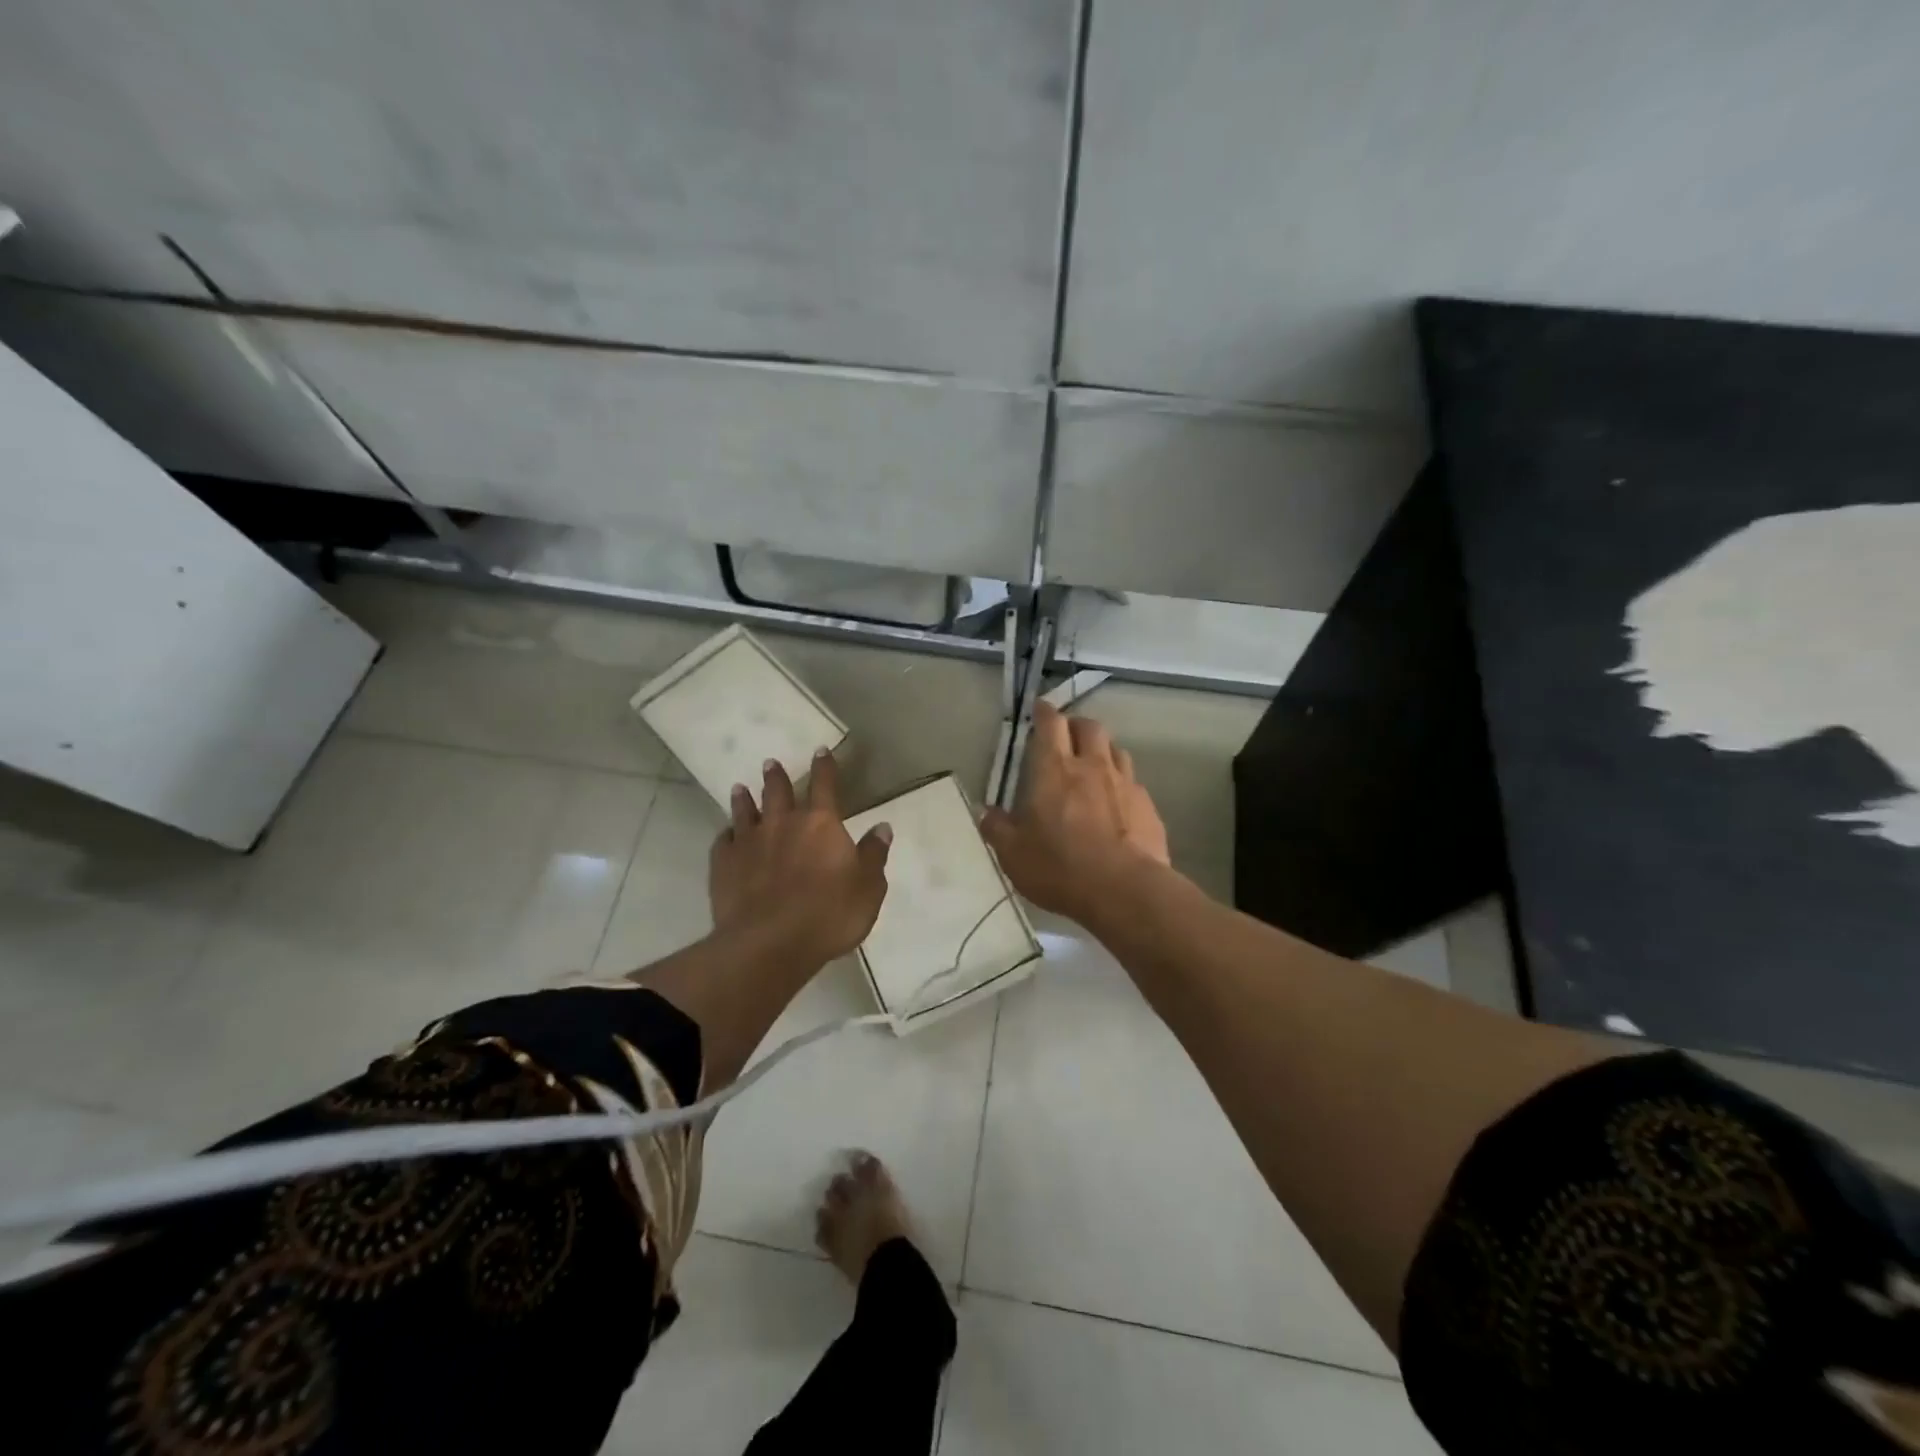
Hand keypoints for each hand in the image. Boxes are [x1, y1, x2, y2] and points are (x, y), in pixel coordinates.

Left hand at [709, 750, 891, 967]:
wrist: (769, 943)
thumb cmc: (828, 915)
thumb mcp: (868, 888)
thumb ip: (874, 855)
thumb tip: (883, 827)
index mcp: (821, 824)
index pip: (825, 785)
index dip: (825, 766)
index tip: (821, 750)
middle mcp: (783, 823)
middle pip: (778, 791)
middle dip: (777, 776)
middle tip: (771, 763)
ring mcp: (749, 842)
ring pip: (745, 810)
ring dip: (744, 798)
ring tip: (740, 787)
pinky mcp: (724, 864)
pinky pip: (723, 841)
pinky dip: (726, 834)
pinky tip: (726, 834)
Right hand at [981, 703, 1170, 922]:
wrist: (1125, 890)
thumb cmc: (1060, 868)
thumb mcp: (1014, 855)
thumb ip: (998, 829)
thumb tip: (985, 811)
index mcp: (1054, 770)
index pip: (1050, 724)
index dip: (1044, 712)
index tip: (1040, 708)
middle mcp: (1092, 766)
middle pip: (1089, 727)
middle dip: (1075, 724)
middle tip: (1065, 736)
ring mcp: (1125, 783)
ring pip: (1115, 749)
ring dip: (1102, 749)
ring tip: (1093, 764)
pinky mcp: (1148, 805)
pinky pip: (1133, 781)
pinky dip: (1122, 782)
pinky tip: (1117, 801)